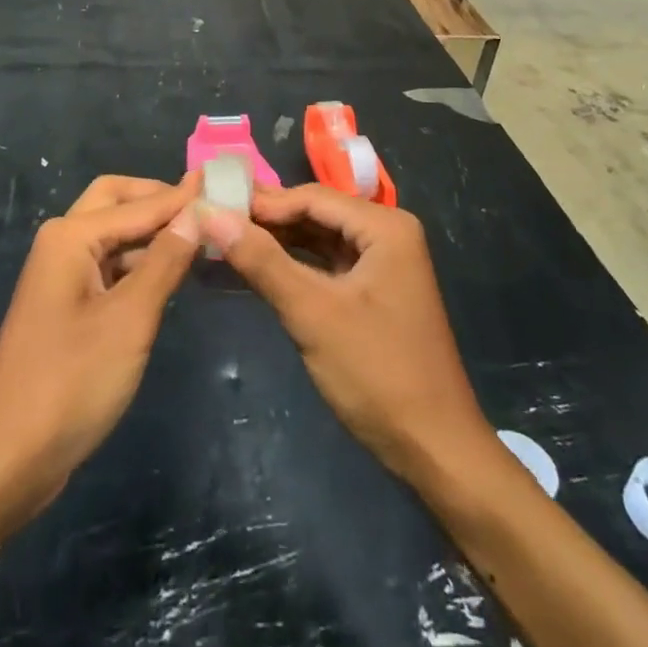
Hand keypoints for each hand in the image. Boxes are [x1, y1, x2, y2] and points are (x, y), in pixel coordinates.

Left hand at [0, 174, 199, 524]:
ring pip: (114, 235)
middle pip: (117, 202)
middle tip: (206, 207)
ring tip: (202, 238)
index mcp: (71, 236)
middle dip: (159, 200)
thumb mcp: (129, 320)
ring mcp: (62, 275)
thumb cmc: (71, 383)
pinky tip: (172, 274)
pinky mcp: (67, 305)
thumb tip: (196, 212)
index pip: (139, 203)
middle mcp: (62, 243)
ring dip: (152, 232)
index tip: (224, 185)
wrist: (6, 461)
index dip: (182, 196)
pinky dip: (140, 262)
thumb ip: (165, 261)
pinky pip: (109, 266)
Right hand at [200, 185, 492, 484]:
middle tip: (214, 222)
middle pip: (317, 213)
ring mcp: (385, 263)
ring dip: (278, 242)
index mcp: (385, 227)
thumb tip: (212, 214)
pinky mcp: (376, 291)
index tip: (214, 206)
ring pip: (320, 239)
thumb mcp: (313, 313)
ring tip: (227, 241)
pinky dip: (296, 266)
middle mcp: (388, 233)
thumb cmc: (377, 373)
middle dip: (268, 221)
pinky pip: (328, 264)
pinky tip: (260, 268)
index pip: (312, 197)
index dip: (262, 202)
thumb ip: (262, 261)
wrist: (436, 449)